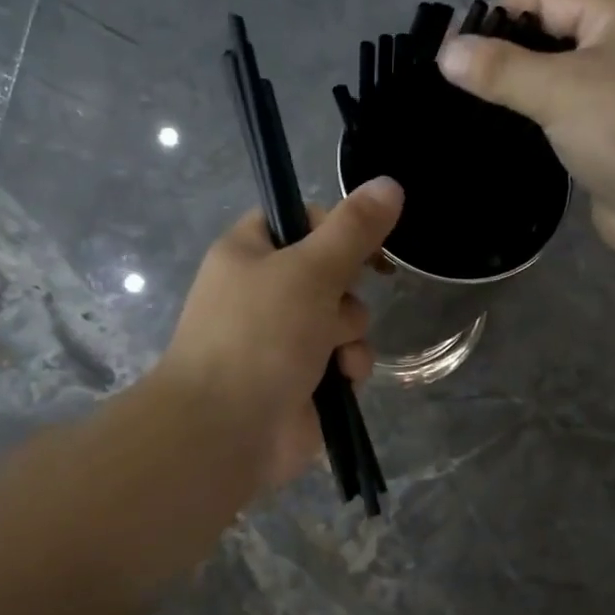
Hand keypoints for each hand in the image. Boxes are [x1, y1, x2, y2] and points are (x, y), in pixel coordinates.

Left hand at [154, 178, 402, 493]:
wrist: (225, 430)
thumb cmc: (259, 337)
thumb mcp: (309, 270)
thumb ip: (353, 229)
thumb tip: (389, 184)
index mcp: (249, 253)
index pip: (299, 220)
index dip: (337, 226)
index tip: (369, 240)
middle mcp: (264, 292)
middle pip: (331, 272)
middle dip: (346, 293)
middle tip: (334, 305)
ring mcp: (283, 339)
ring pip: (344, 319)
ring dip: (350, 335)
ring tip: (336, 354)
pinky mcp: (301, 379)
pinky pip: (342, 359)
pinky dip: (347, 367)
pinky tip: (341, 379)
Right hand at [436, 0, 614, 269]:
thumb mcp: (560, 89)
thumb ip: (500, 70)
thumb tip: (445, 52)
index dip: (494, 16)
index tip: (447, 50)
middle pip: (548, 39)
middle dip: (502, 58)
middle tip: (450, 86)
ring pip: (554, 84)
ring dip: (516, 96)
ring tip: (464, 114)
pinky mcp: (609, 140)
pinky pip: (562, 122)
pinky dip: (533, 127)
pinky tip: (500, 142)